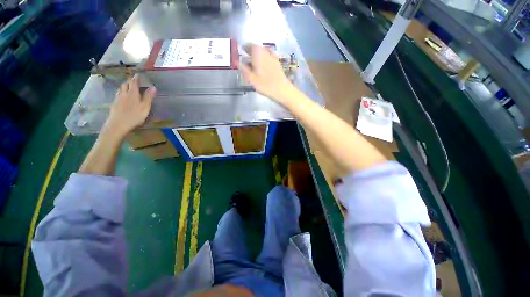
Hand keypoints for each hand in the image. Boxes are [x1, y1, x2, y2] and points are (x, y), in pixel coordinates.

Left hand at [104, 74, 156, 136]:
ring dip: (124, 85)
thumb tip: (153, 87)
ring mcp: (118, 99)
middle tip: (134, 80)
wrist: (118, 125)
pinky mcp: (114, 104)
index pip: (134, 82)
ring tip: (128, 86)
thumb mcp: (145, 107)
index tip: (138, 74)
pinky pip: (118, 95)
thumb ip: (149, 97)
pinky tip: (123, 96)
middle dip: (130, 80)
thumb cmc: (134, 116)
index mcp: (133, 93)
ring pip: (121, 89)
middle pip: (125, 84)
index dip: (136, 77)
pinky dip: (121, 92)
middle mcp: (124, 94)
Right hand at [239, 45, 296, 103]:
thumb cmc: (265, 85)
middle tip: (248, 64)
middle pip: (256, 49)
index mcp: (257, 52)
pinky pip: (269, 58)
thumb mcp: (251, 78)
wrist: (282, 90)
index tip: (242, 55)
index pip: (248, 45)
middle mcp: (265, 51)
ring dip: (258, 58)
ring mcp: (273, 56)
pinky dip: (265, 61)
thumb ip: (244, 69)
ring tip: (255, 67)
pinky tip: (264, 68)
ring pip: (263, 54)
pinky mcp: (278, 63)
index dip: (244, 50)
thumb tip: (237, 62)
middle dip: (251, 54)